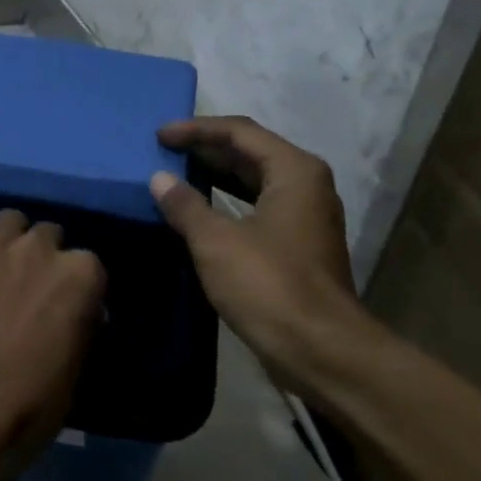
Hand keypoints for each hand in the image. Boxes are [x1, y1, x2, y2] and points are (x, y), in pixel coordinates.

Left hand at [0, 205, 106, 480]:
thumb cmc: (33, 400)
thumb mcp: (78, 364)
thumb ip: (82, 322)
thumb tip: (82, 310)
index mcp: (81, 273)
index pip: (88, 263)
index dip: (76, 285)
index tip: (66, 305)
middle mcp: (41, 247)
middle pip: (48, 235)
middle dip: (42, 258)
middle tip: (28, 287)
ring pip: (10, 219)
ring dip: (9, 239)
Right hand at [149, 116, 378, 387]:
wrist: (321, 350)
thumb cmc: (269, 285)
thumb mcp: (217, 242)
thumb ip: (185, 205)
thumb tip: (160, 179)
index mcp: (294, 171)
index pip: (239, 132)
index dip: (196, 129)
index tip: (160, 135)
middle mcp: (305, 185)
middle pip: (250, 152)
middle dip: (205, 149)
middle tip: (163, 151)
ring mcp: (304, 216)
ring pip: (254, 181)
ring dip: (215, 176)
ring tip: (174, 175)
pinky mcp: (297, 245)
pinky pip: (256, 207)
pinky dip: (226, 203)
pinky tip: (198, 213)